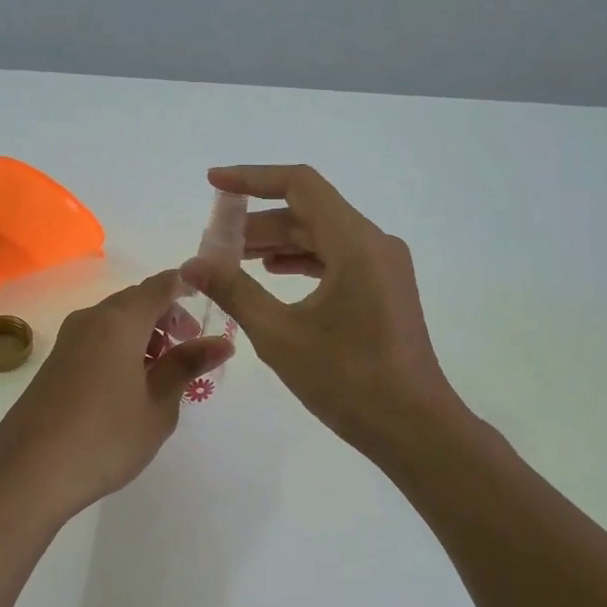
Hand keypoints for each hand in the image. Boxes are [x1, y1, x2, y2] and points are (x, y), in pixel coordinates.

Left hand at [0, 270, 233, 521]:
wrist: (29, 472)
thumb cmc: (105, 438)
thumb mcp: (158, 405)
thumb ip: (187, 366)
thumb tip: (222, 342)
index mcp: (120, 321)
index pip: (161, 284)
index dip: (188, 288)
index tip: (210, 307)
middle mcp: (92, 319)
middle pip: (137, 300)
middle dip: (168, 317)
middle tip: (191, 350)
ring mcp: (69, 340)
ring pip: (116, 321)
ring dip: (144, 335)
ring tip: (163, 374)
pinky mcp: (55, 362)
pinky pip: (97, 339)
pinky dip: (121, 348)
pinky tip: (130, 386)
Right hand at [180, 165, 463, 459]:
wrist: (414, 428)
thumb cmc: (348, 380)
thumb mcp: (280, 335)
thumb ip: (234, 291)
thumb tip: (192, 264)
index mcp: (356, 243)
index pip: (300, 185)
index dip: (252, 179)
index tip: (213, 183)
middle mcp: (375, 244)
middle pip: (310, 211)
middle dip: (259, 220)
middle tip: (215, 240)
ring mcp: (383, 267)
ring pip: (322, 236)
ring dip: (278, 242)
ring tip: (234, 258)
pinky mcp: (384, 289)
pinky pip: (337, 259)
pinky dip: (302, 261)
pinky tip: (273, 274)